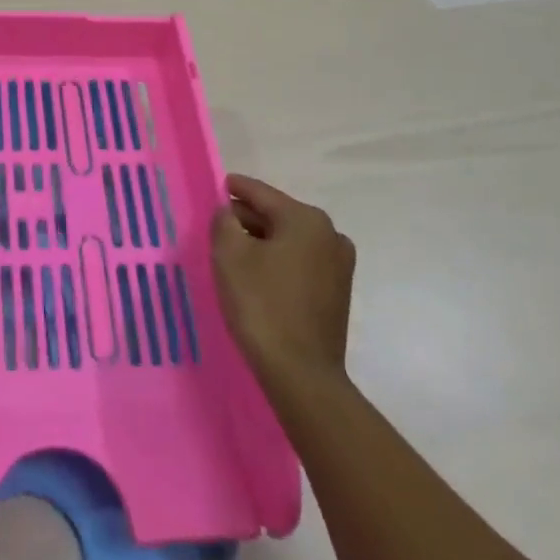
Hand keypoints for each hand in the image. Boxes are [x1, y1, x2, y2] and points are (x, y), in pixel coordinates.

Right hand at [210, 173, 354, 391]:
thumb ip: (224, 221)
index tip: (220, 184)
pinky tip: (258, 275)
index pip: (261, 193)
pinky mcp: (338, 292)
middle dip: (248, 218)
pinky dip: (279, 260)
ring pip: (290, 240)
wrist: (302, 375)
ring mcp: (339, 265)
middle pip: (278, 215)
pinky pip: (301, 262)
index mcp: (305, 219)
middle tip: (220, 224)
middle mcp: (330, 235)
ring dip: (263, 241)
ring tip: (235, 251)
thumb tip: (229, 212)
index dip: (236, 188)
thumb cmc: (262, 305)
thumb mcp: (230, 254)